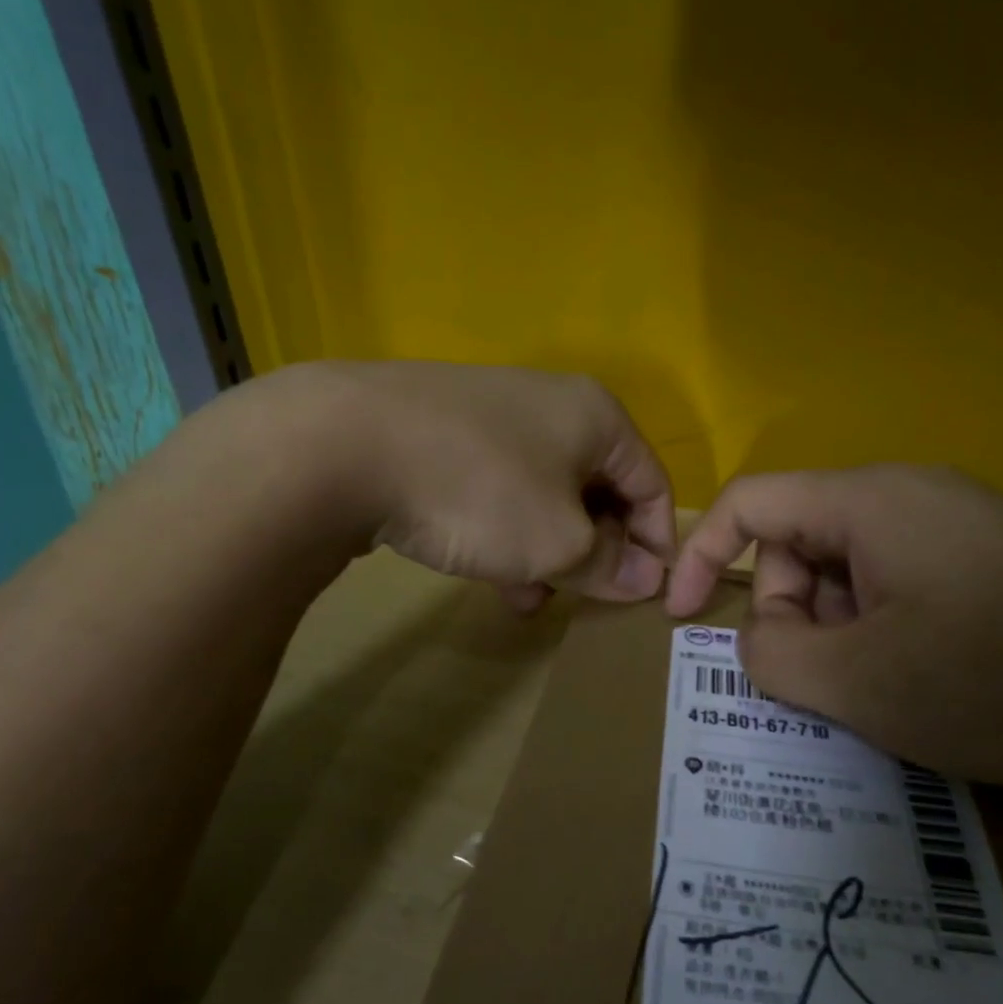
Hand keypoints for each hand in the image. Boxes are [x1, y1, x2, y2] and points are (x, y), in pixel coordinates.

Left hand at [285, 361, 675, 606]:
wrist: (345, 446)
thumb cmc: (481, 492)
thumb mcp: (558, 542)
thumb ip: (608, 564)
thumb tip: (645, 579)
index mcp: (596, 417)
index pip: (652, 483)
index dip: (658, 543)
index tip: (649, 594)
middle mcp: (551, 406)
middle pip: (598, 489)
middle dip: (596, 551)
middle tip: (586, 598)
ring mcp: (492, 416)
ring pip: (544, 495)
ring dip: (549, 550)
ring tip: (532, 597)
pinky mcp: (445, 434)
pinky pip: (498, 490)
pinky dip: (506, 532)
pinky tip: (490, 572)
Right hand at [665, 466, 1002, 789]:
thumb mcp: (862, 684)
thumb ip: (772, 656)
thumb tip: (758, 639)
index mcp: (870, 503)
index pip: (750, 504)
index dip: (700, 556)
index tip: (679, 620)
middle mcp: (910, 496)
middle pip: (800, 543)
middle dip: (789, 615)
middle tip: (825, 684)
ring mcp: (956, 526)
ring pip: (849, 572)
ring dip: (839, 633)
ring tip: (885, 692)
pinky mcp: (990, 561)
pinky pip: (899, 586)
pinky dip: (882, 633)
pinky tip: (925, 682)